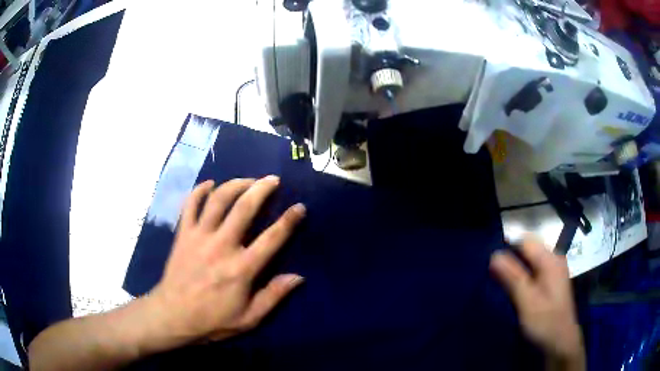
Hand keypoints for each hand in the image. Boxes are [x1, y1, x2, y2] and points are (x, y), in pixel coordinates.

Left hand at [143, 176, 305, 349]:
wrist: (173, 316)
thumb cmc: (213, 319)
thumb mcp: (249, 318)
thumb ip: (273, 296)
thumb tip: (298, 277)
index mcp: (241, 268)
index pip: (272, 238)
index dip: (289, 220)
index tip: (299, 207)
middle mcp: (221, 245)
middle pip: (244, 207)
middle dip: (261, 188)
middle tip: (272, 179)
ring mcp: (199, 236)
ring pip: (218, 199)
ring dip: (235, 184)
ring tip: (247, 180)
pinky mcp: (183, 234)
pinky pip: (190, 205)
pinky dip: (199, 190)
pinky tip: (209, 183)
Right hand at [490, 237, 584, 369]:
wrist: (560, 342)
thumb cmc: (545, 321)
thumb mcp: (527, 300)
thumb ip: (512, 277)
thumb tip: (494, 254)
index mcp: (551, 260)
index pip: (526, 240)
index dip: (507, 246)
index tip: (490, 262)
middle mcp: (554, 259)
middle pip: (529, 249)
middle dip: (511, 258)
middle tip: (493, 274)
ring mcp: (554, 270)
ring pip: (530, 260)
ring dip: (515, 268)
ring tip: (500, 281)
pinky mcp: (552, 282)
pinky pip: (534, 270)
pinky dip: (522, 276)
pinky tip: (514, 288)